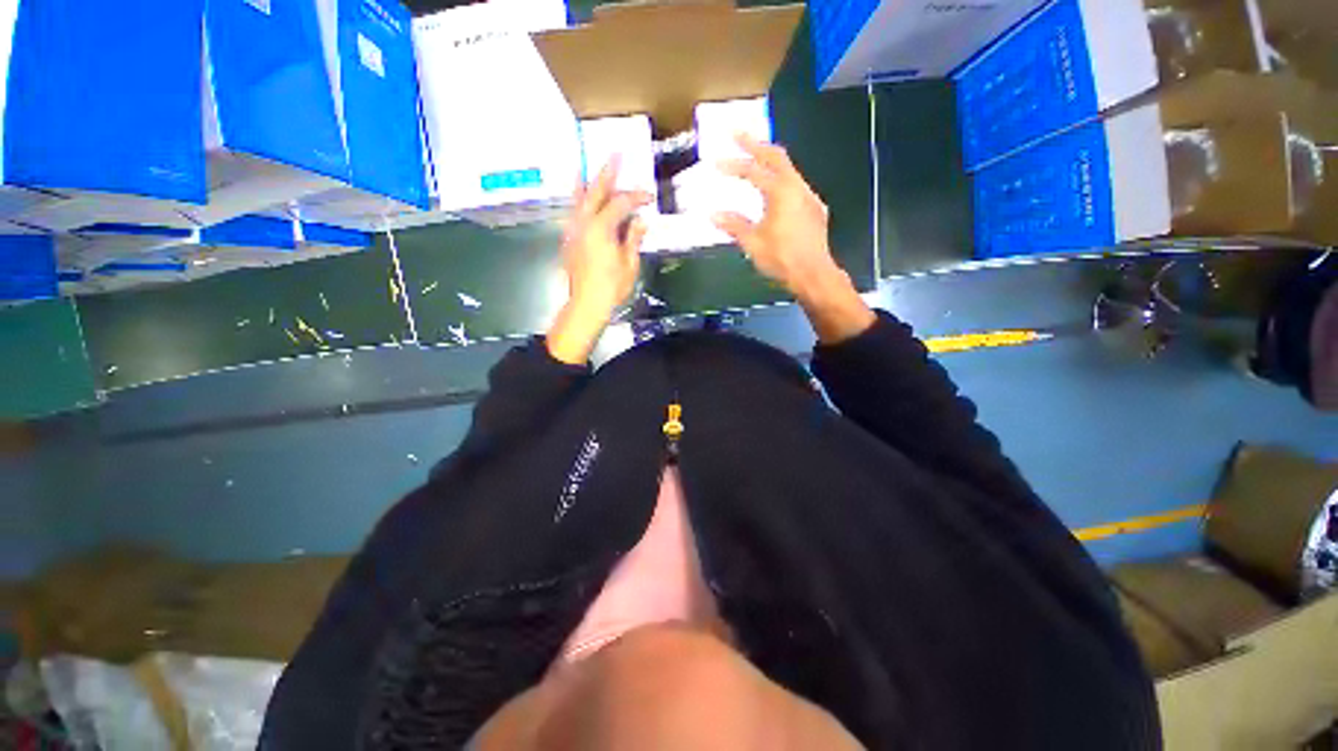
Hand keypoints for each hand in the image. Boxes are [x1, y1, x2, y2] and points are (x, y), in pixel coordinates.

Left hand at [562, 155, 652, 315]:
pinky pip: (574, 212)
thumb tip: (640, 220)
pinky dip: (577, 201)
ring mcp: (574, 231)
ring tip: (586, 168)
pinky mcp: (570, 240)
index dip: (636, 197)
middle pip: (596, 192)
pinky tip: (580, 196)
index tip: (650, 197)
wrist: (585, 306)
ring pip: (580, 200)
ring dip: (587, 184)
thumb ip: (633, 238)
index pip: (621, 203)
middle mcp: (584, 224)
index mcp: (601, 227)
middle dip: (607, 174)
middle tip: (614, 155)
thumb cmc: (611, 287)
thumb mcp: (629, 263)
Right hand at [714, 135, 874, 342]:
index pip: (753, 171)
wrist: (815, 275)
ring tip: (754, 155)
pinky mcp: (815, 209)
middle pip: (776, 156)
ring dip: (769, 160)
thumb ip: (734, 224)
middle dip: (755, 144)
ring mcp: (809, 197)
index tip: (715, 163)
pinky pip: (796, 183)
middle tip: (737, 134)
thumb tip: (714, 214)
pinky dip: (781, 176)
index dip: (733, 165)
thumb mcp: (753, 242)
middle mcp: (798, 188)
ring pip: (789, 168)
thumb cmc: (783, 259)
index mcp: (781, 192)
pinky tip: (773, 185)